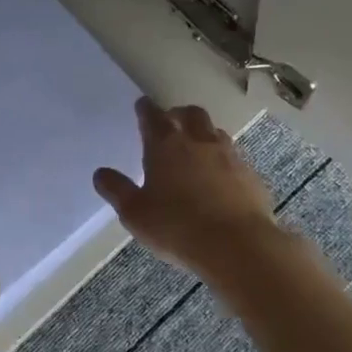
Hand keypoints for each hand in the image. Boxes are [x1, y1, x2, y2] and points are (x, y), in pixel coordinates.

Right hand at [93, 98, 281, 276]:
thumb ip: (117, 190)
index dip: (145, 109)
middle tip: (171, 122)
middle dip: (179, 114)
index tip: (142, 106)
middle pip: (190, 114)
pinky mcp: (251, 175)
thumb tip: (100, 173)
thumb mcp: (135, 213)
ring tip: (196, 149)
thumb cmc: (177, 227)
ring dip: (204, 134)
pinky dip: (224, 161)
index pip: (152, 116)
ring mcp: (229, 156)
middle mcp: (198, 141)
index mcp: (165, 145)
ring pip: (215, 132)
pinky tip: (220, 179)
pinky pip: (235, 158)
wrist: (238, 245)